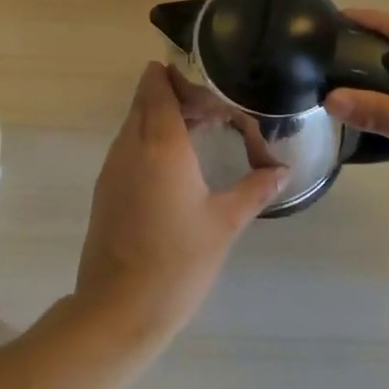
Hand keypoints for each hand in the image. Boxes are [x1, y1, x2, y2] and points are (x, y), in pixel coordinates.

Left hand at [75, 63, 285, 346]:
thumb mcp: (224, 224)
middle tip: (213, 113)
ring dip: (162, 118)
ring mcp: (113, 167)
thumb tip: (282, 170)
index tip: (209, 91)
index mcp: (161, 145)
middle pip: (145, 100)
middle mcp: (130, 146)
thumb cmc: (177, 262)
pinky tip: (176, 167)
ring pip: (134, 122)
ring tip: (200, 135)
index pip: (159, 88)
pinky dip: (149, 141)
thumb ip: (254, 190)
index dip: (179, 79)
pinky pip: (127, 146)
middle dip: (176, 96)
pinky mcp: (106, 189)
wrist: (118, 310)